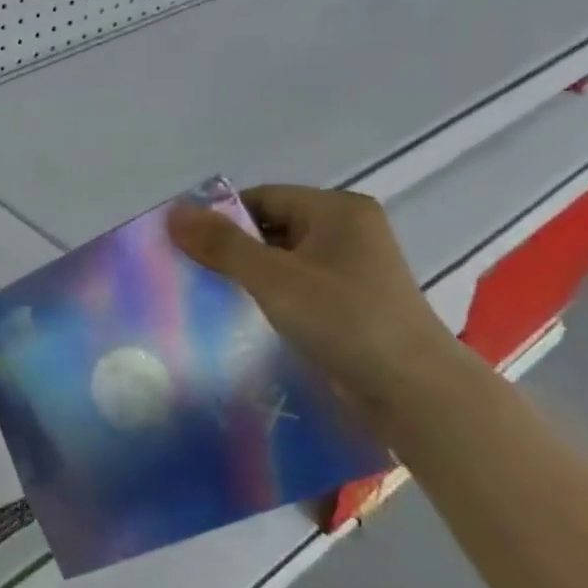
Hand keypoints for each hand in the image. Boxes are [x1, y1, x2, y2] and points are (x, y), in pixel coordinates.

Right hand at [166, 185, 475, 420]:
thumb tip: (173, 213)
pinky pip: (299, 286)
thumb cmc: (343, 319)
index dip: (220, 217)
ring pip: (283, 260)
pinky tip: (247, 317)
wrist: (413, 390)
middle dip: (232, 249)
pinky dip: (272, 296)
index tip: (185, 246)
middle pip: (271, 227)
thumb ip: (222, 245)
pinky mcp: (353, 301)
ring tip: (212, 297)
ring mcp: (354, 268)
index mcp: (337, 210)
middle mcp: (349, 230)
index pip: (262, 197)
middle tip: (192, 273)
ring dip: (250, 276)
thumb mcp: (273, 278)